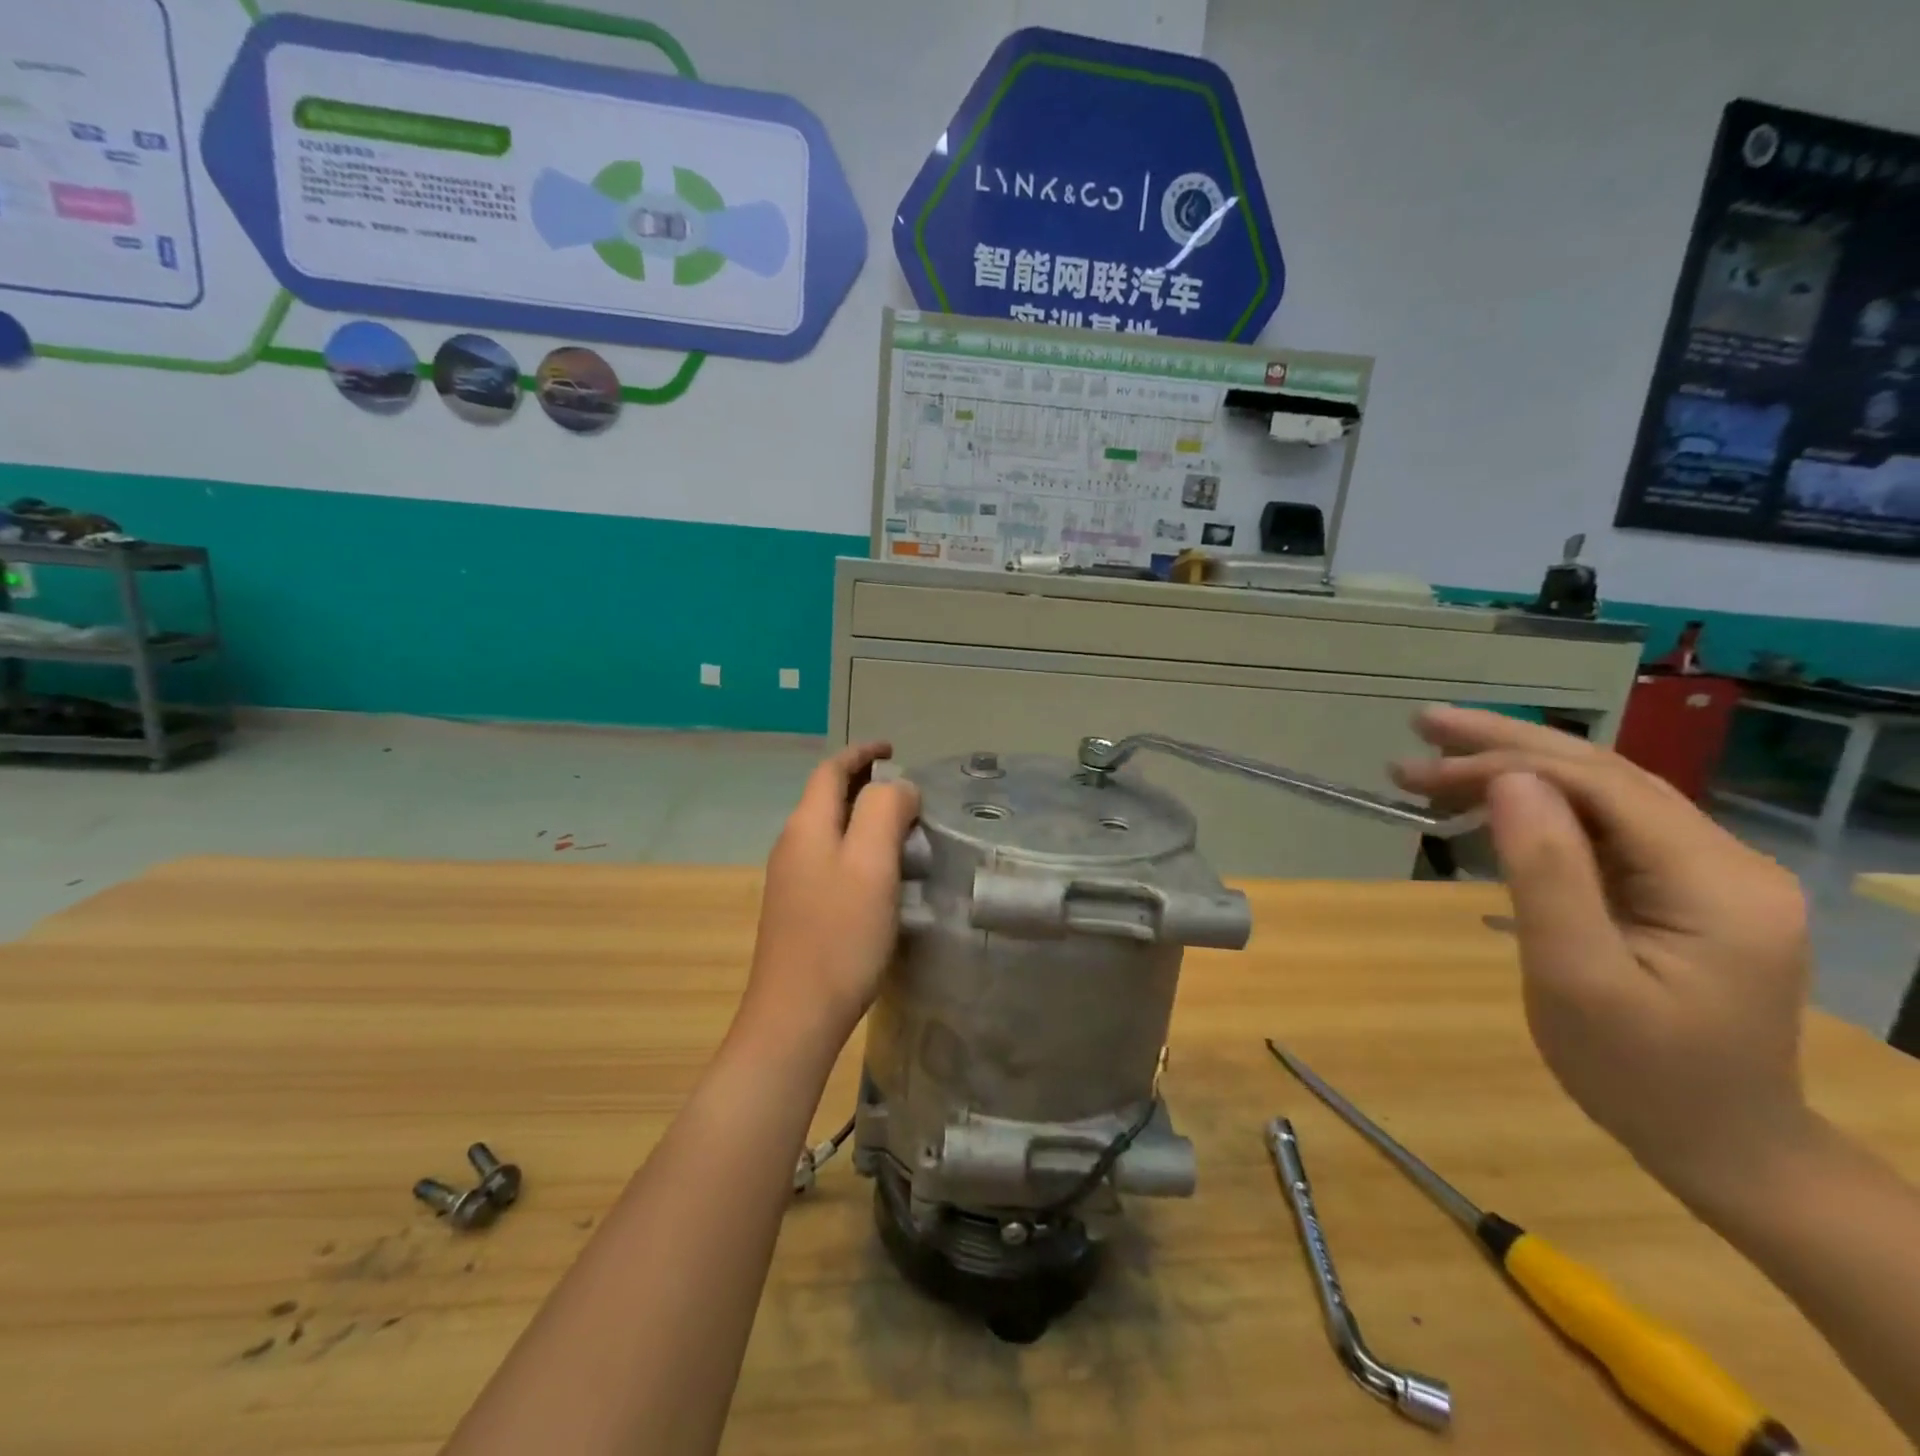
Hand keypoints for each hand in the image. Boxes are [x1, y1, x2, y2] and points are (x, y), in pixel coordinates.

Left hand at [745, 742, 920, 1038]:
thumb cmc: (840, 935)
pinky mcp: (797, 910)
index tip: (893, 749)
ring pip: (828, 830)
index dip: (861, 753)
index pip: (830, 771)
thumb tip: (897, 786)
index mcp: (806, 826)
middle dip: (863, 783)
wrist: (795, 1016)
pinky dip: (855, 848)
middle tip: (906, 789)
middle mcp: (792, 845)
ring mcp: (790, 880)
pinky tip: (879, 873)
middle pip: (826, 798)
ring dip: (861, 817)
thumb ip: (885, 811)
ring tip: (901, 827)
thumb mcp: (872, 865)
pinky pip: (829, 860)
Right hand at [1392, 706, 1813, 1205]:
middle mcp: (1725, 860)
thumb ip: (1546, 872)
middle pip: (1603, 775)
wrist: (1724, 1148)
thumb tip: (1508, 781)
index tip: (1420, 768)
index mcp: (1715, 880)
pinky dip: (1538, 808)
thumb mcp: (1576, 976)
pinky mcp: (1682, 891)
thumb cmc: (1639, 1073)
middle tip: (1421, 724)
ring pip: (1601, 795)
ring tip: (1433, 762)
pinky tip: (1490, 805)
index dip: (1504, 763)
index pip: (1599, 786)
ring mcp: (1709, 874)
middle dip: (1505, 745)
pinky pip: (1603, 829)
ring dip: (1516, 770)